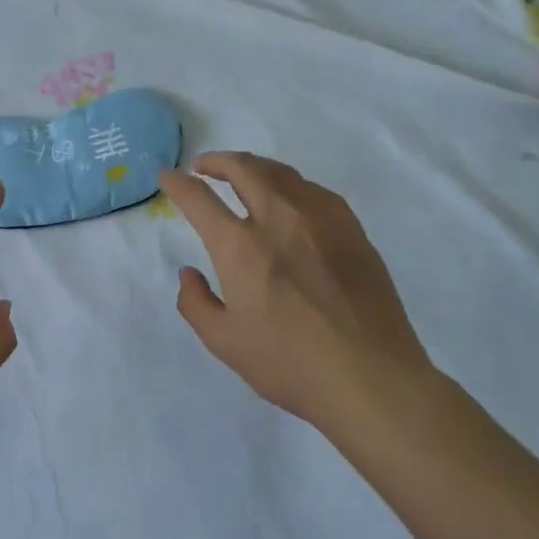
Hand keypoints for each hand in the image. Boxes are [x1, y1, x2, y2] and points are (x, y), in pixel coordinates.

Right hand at [157, 152, 432, 432]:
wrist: (371, 377)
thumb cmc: (290, 363)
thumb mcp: (224, 342)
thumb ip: (196, 303)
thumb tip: (190, 273)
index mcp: (240, 247)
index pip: (199, 199)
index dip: (177, 182)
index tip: (167, 175)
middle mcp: (278, 219)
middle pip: (244, 169)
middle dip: (217, 161)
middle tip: (204, 166)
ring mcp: (320, 219)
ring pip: (281, 173)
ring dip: (254, 167)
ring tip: (243, 175)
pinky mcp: (351, 229)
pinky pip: (314, 190)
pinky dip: (290, 184)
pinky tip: (290, 198)